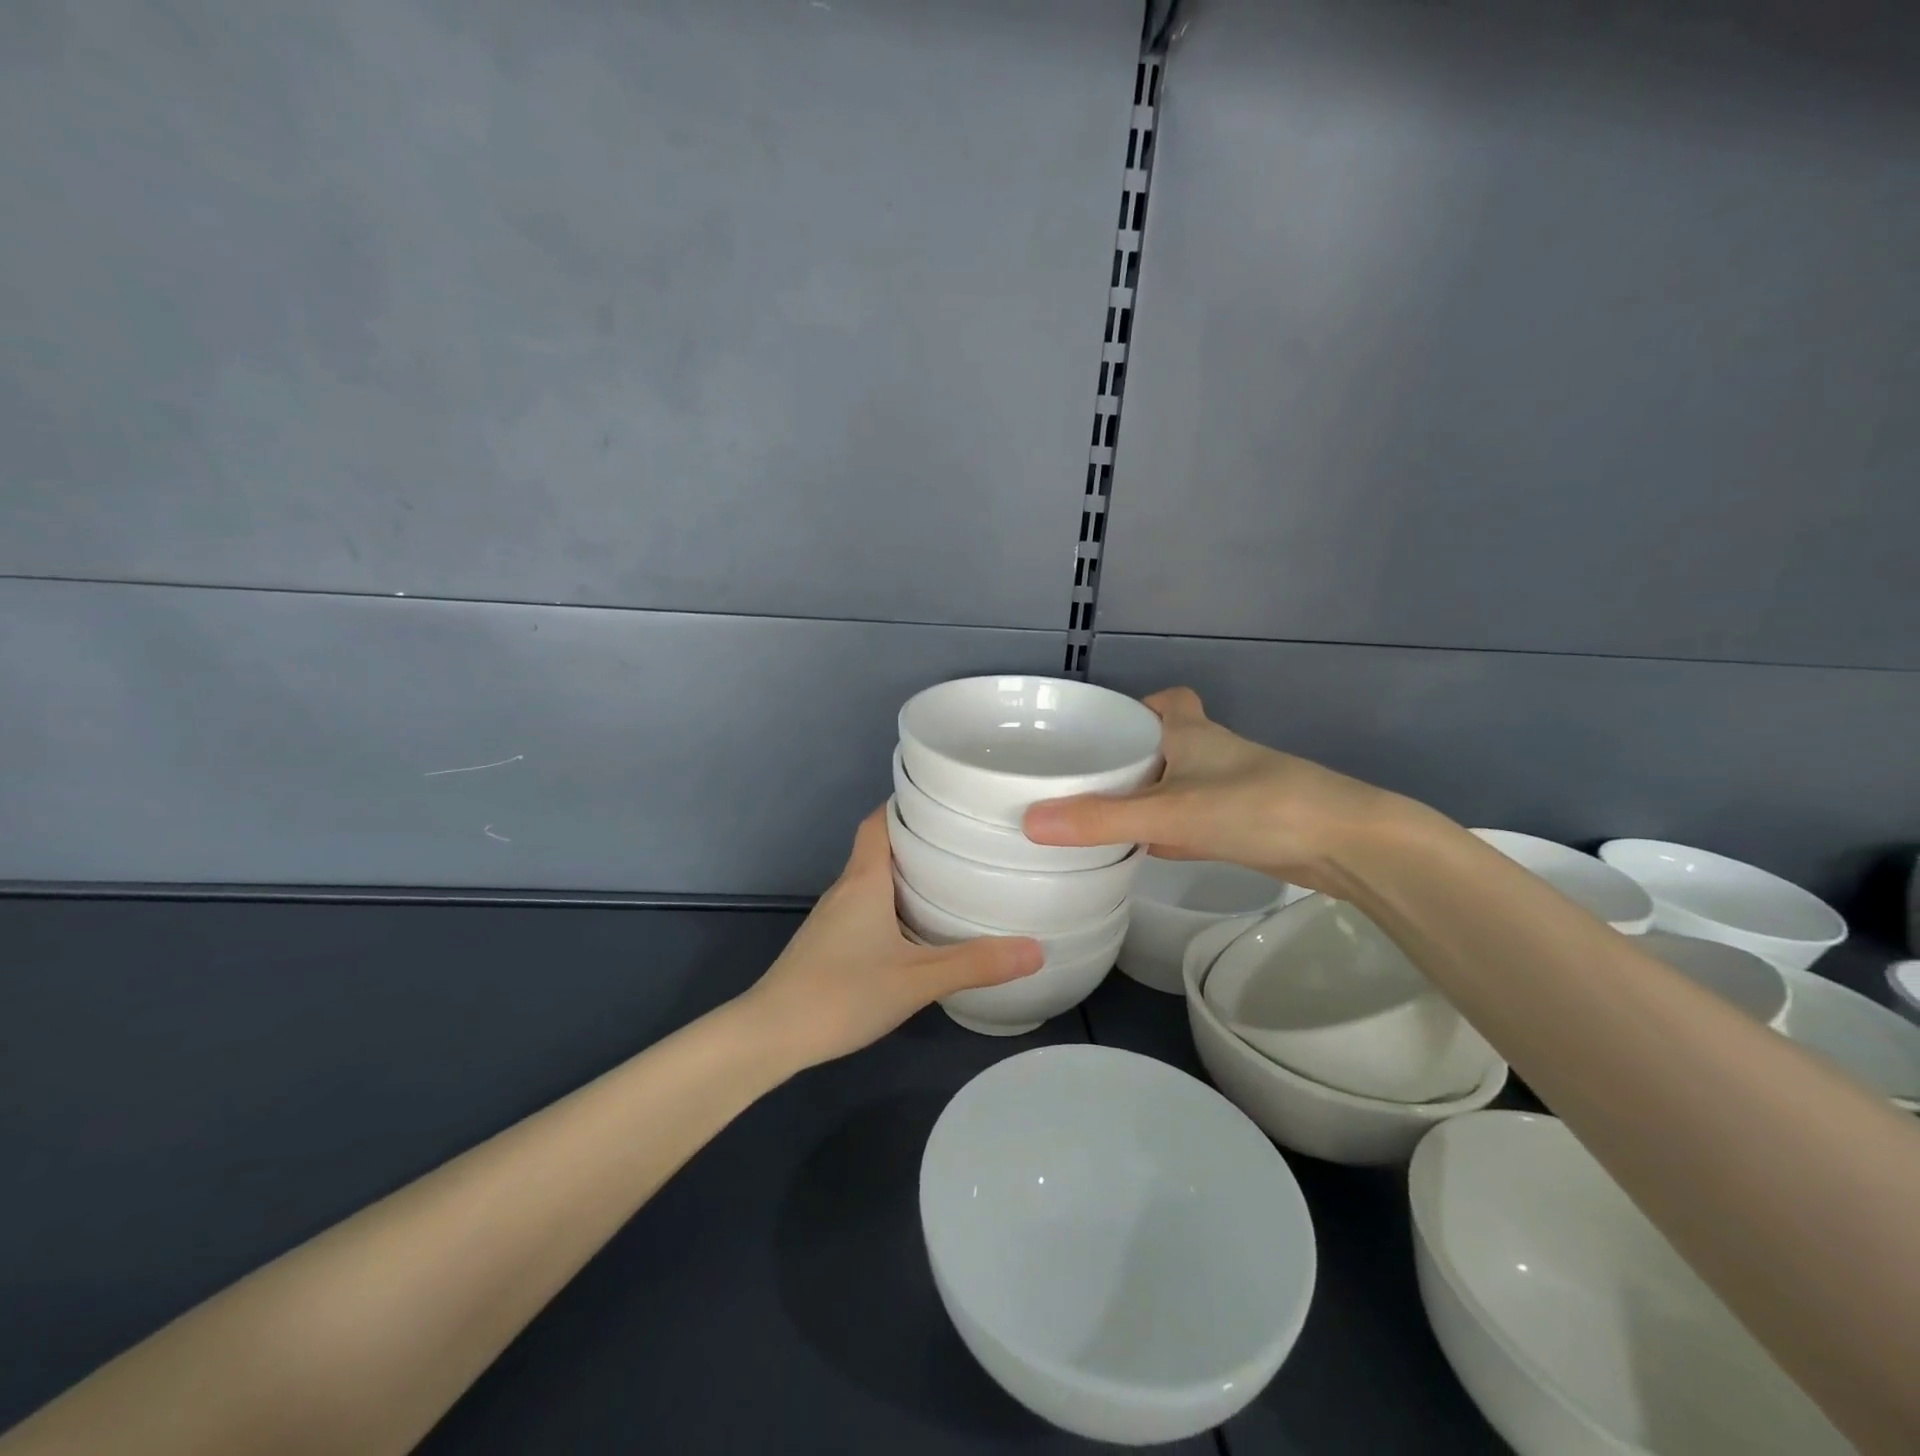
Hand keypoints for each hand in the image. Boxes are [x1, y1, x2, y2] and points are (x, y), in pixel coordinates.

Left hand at [737, 808, 1043, 1071]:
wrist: (770, 1036)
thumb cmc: (841, 993)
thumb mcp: (917, 980)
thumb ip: (974, 964)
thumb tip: (1036, 950)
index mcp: (864, 880)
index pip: (880, 821)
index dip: (907, 805)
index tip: (944, 801)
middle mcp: (846, 889)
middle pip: (880, 847)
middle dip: (919, 840)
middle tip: (965, 840)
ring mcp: (832, 918)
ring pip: (873, 880)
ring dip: (906, 874)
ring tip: (952, 879)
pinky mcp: (828, 944)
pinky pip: (866, 907)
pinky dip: (893, 904)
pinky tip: (918, 929)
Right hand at [1023, 687, 1417, 893]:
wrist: (1344, 845)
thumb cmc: (1255, 806)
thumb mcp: (1168, 811)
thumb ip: (1101, 819)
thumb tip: (1030, 822)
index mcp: (1189, 732)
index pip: (1161, 700)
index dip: (1131, 707)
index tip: (1095, 729)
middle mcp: (1208, 753)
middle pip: (1162, 742)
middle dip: (1128, 754)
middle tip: (1084, 774)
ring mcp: (1227, 790)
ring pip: (1175, 782)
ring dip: (1145, 792)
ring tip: (1097, 811)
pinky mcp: (1240, 824)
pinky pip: (1190, 819)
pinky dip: (1167, 829)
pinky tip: (1143, 849)